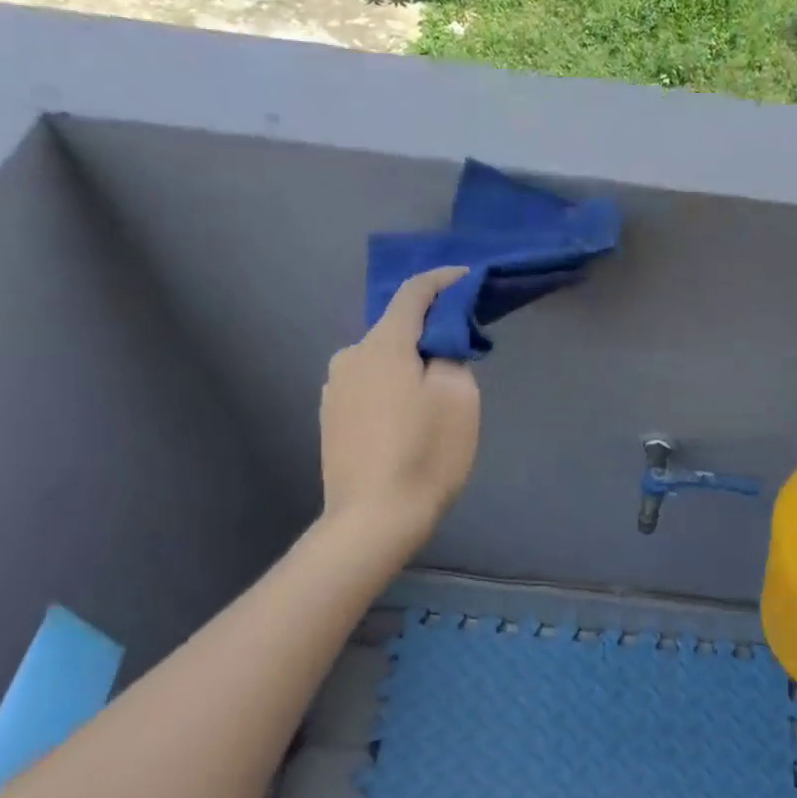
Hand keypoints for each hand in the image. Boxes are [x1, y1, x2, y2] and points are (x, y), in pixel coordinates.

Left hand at [320, 267, 480, 547]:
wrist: (372, 519)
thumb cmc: (424, 454)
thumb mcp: (458, 397)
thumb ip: (449, 355)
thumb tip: (436, 347)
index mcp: (382, 345)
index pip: (413, 293)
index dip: (442, 280)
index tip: (466, 277)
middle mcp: (350, 357)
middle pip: (396, 330)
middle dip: (429, 332)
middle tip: (461, 352)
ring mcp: (334, 389)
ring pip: (381, 361)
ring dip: (408, 364)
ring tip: (434, 394)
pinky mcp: (330, 418)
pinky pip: (368, 386)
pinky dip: (391, 387)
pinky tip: (406, 418)